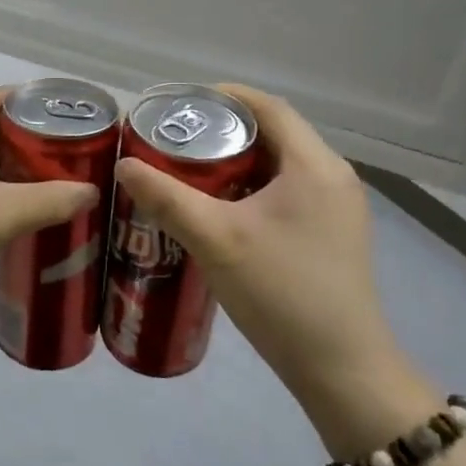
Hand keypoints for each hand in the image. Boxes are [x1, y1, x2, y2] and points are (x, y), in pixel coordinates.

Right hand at [112, 85, 401, 400]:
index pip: (270, 108)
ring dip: (239, 161)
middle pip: (276, 134)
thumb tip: (124, 165)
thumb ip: (167, 198)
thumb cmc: (281, 293)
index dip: (227, 96)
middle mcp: (333, 178)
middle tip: (178, 138)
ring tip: (191, 170)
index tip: (182, 102)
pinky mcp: (333, 235)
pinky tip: (221, 209)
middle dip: (226, 130)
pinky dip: (253, 187)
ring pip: (281, 166)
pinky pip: (289, 192)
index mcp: (315, 166)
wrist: (341, 369)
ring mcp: (338, 209)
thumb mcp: (216, 239)